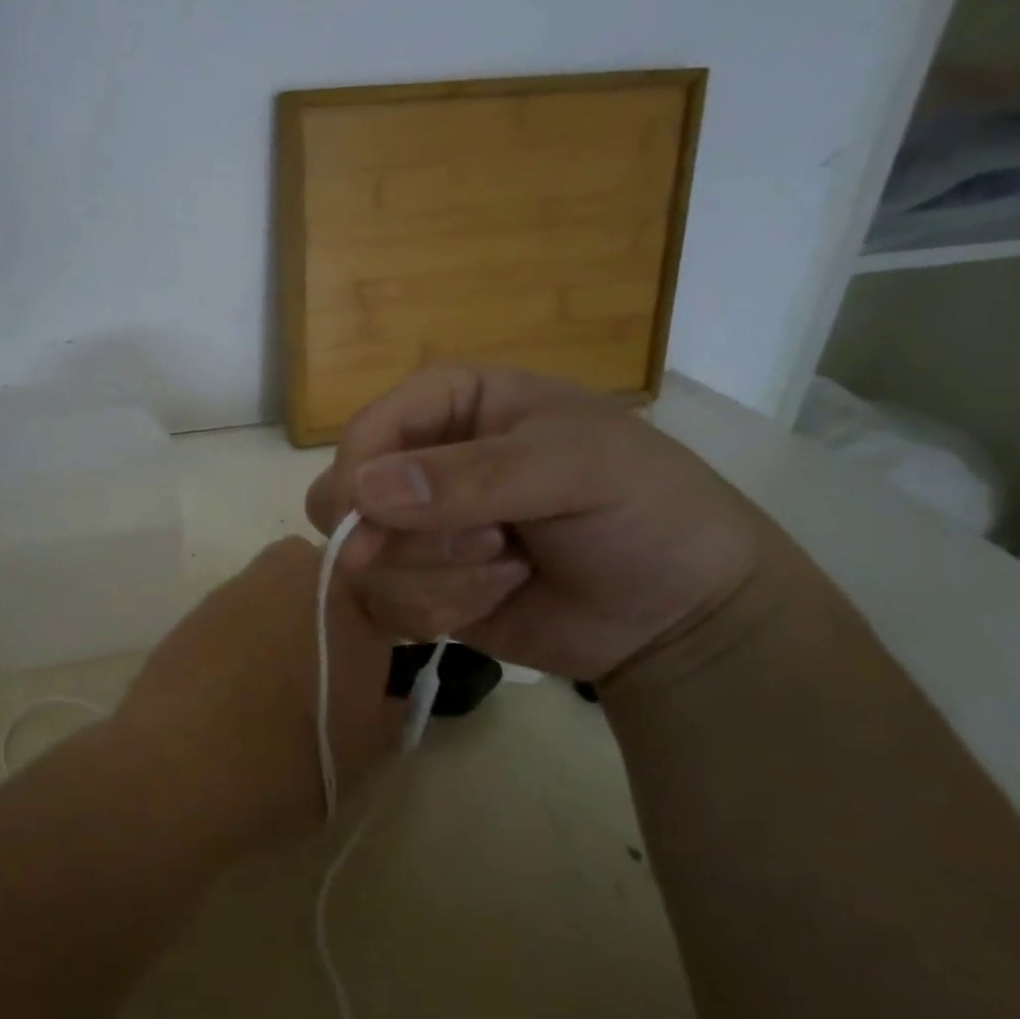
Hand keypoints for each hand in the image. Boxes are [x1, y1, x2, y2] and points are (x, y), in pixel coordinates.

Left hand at [114, 537, 398, 854]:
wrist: (177, 770)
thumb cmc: (290, 760)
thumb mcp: (365, 750)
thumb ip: (390, 710)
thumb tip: (389, 695)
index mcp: (352, 595)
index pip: (390, 592)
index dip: (392, 628)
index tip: (382, 666)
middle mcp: (296, 571)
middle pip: (332, 581)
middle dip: (337, 616)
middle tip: (333, 675)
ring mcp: (241, 584)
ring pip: (283, 592)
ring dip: (290, 623)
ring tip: (278, 684)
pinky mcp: (198, 606)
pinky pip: (242, 611)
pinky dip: (248, 636)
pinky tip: (235, 685)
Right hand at [305, 365, 778, 682]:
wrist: (677, 613)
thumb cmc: (641, 510)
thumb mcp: (574, 467)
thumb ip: (471, 475)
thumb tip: (362, 491)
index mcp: (451, 405)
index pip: (365, 430)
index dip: (357, 476)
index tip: (370, 526)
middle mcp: (420, 463)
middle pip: (342, 499)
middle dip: (406, 538)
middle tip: (487, 545)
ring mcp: (416, 531)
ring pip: (361, 561)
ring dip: (436, 579)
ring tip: (511, 570)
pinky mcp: (418, 587)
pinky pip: (382, 606)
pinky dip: (436, 612)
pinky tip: (495, 598)